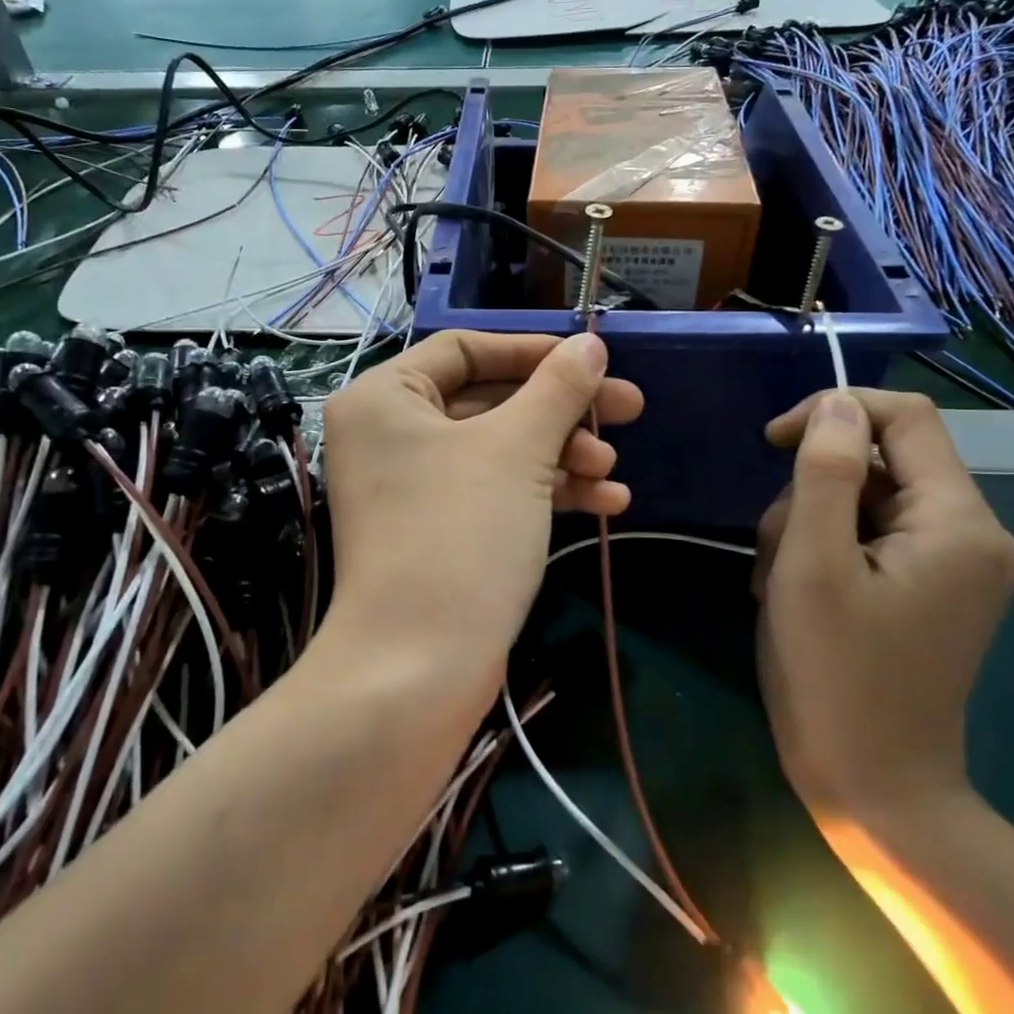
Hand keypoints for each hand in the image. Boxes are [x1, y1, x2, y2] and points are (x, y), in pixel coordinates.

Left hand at [319, 331, 642, 682]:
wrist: (417, 670)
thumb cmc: (459, 534)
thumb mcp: (517, 450)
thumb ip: (558, 388)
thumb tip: (591, 343)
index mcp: (384, 396)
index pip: (466, 349)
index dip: (534, 351)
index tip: (593, 361)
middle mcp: (390, 434)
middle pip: (490, 400)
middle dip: (561, 410)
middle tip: (628, 410)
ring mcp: (413, 486)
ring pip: (500, 449)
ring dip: (562, 454)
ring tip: (612, 473)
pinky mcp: (438, 530)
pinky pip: (496, 491)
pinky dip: (546, 492)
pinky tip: (608, 504)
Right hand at [754, 389, 1013, 819]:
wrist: (875, 790)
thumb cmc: (834, 676)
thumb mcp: (812, 565)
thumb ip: (825, 473)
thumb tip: (836, 404)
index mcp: (958, 522)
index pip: (904, 418)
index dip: (834, 412)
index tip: (773, 443)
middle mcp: (971, 534)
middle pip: (879, 462)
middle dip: (812, 490)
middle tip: (774, 551)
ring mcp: (953, 564)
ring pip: (865, 499)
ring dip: (809, 525)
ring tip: (779, 584)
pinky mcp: (930, 587)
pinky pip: (871, 535)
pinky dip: (824, 550)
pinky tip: (797, 594)